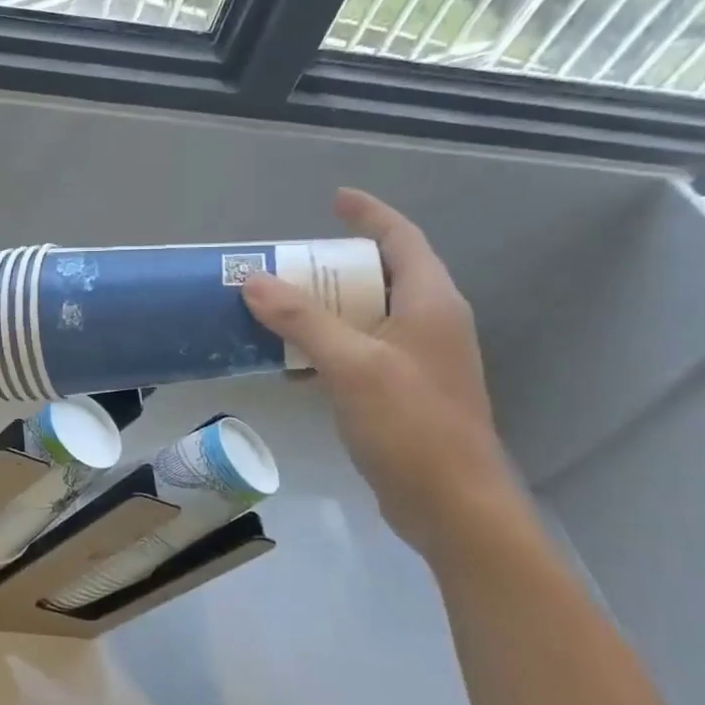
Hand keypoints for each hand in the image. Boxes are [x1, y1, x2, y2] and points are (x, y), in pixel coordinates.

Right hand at [242, 190, 521, 556]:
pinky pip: (357, 351)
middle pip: (380, 276)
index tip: (335, 199)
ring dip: (323, 308)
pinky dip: (324, 346)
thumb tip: (253, 280)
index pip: (401, 240)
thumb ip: (302, 319)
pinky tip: (289, 364)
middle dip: (333, 265)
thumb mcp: (352, 365)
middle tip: (288, 263)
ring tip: (277, 306)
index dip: (370, 214)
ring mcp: (417, 360)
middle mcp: (429, 324)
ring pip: (365, 316)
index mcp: (430, 304)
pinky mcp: (401, 392)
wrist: (452, 505)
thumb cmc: (411, 425)